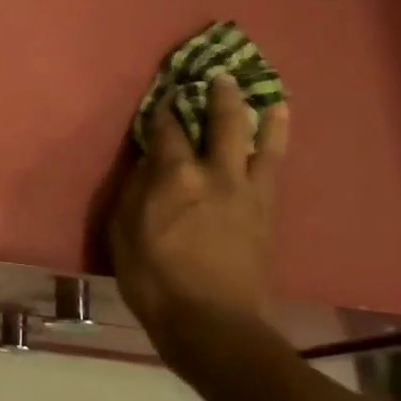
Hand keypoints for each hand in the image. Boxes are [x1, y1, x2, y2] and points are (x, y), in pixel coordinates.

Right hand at [110, 73, 289, 362]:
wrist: (212, 324)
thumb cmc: (154, 278)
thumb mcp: (123, 232)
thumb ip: (135, 189)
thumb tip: (146, 161)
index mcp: (175, 176)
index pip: (167, 129)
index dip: (164, 109)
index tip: (164, 95)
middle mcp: (215, 173)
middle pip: (221, 123)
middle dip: (218, 96)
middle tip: (218, 77)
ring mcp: (247, 191)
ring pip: (258, 141)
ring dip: (261, 113)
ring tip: (267, 92)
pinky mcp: (266, 212)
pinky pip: (274, 167)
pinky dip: (276, 143)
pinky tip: (278, 131)